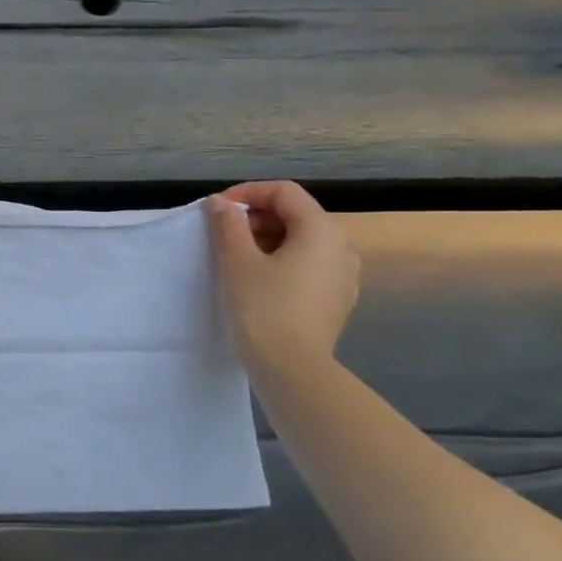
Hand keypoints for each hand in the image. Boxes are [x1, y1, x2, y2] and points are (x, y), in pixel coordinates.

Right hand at [204, 181, 359, 375]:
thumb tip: (220, 203)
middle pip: (296, 214)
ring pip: (302, 241)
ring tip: (236, 257)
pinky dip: (282, 261)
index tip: (217, 210)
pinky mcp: (337, 299)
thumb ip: (227, 224)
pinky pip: (309, 265)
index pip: (284, 192)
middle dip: (256, 217)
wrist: (292, 369)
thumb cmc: (263, 308)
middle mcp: (341, 247)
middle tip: (222, 234)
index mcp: (321, 231)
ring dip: (267, 239)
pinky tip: (259, 281)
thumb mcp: (237, 261)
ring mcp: (344, 275)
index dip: (248, 193)